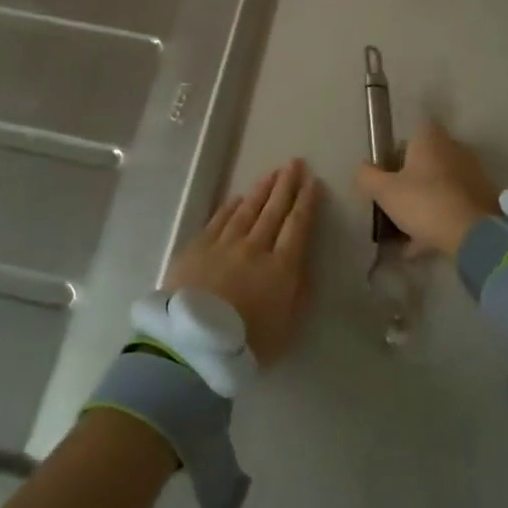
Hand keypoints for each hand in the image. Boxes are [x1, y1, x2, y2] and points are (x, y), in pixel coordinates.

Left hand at [167, 159, 318, 365]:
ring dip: (261, 190)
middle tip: (294, 163)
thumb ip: (299, 293)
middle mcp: (255, 247)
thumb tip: (303, 264)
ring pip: (247, 210)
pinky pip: (219, 219)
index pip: (298, 226)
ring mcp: (224, 244)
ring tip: (272, 174)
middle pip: (274, 210)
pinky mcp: (199, 247)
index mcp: (281, 267)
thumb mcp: (287, 327)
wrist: (194, 342)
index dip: (307, 203)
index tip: (313, 182)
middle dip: (286, 185)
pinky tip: (238, 198)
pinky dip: (231, 206)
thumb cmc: (248, 344)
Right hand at [354, 121, 500, 256]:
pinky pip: (453, 206)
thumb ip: (367, 177)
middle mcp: (454, 150)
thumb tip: (363, 169)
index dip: (400, 147)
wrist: (475, 235)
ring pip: (440, 185)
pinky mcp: (484, 201)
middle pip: (428, 159)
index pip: (415, 130)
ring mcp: (472, 175)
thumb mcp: (384, 191)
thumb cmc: (424, 202)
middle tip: (394, 201)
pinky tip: (420, 246)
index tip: (388, 168)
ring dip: (424, 203)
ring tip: (404, 231)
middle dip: (411, 178)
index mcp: (431, 140)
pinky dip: (438, 221)